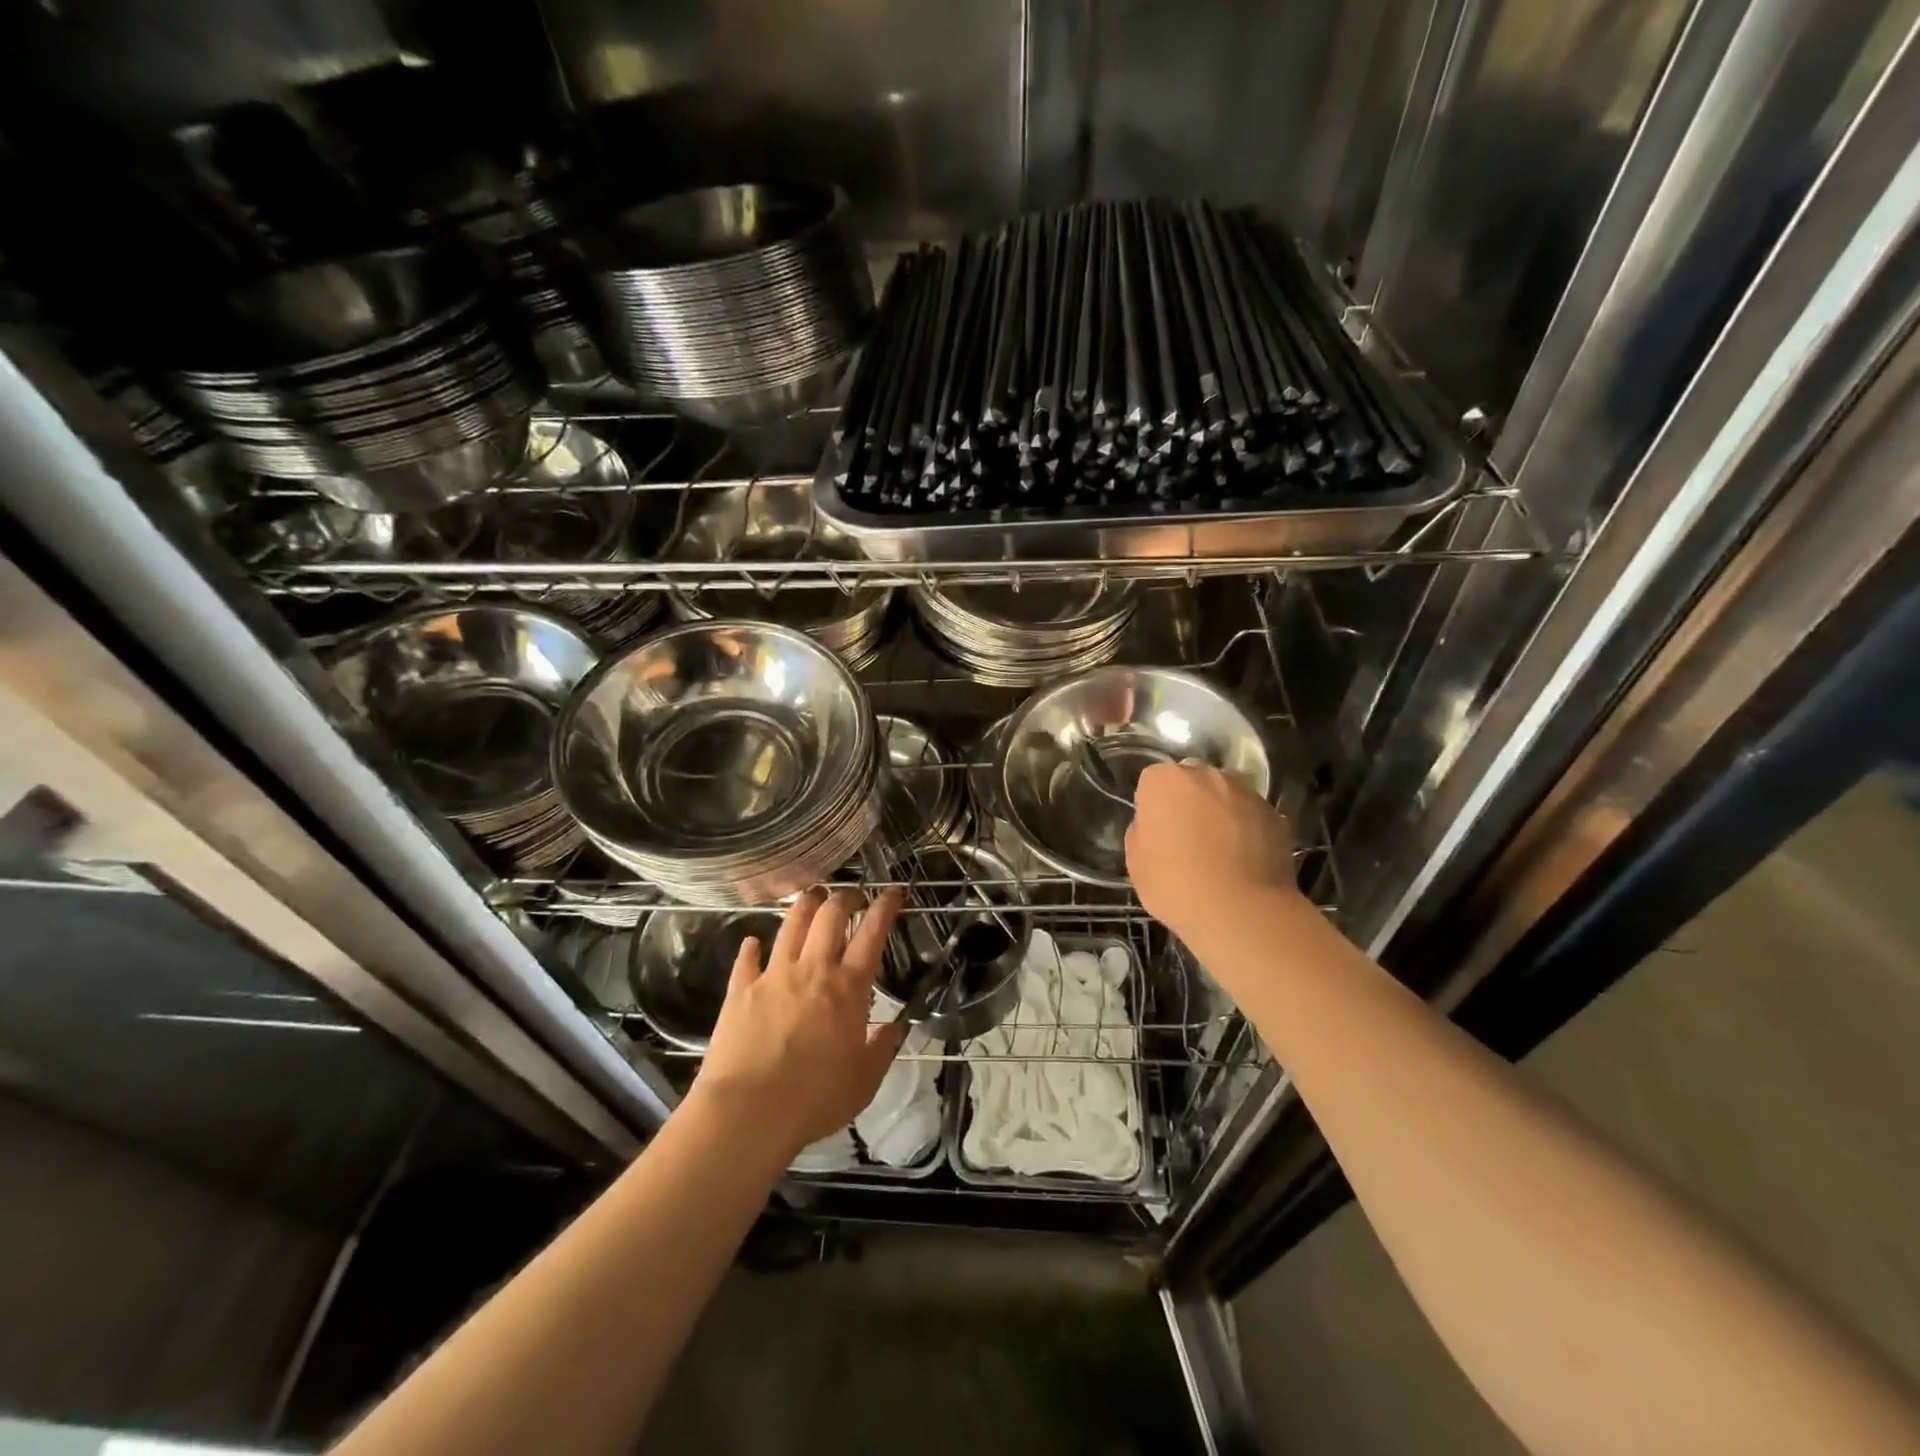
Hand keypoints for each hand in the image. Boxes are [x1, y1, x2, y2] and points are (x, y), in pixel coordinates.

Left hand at [691, 887, 905, 1159]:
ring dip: (805, 905)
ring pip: (791, 923)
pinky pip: (747, 958)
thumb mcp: (865, 1081)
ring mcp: (773, 975)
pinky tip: (753, 942)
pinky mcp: (741, 990)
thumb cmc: (816, 1099)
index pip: (872, 933)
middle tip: (852, 896)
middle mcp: (812, 969)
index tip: (893, 891)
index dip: (885, 907)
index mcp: (848, 988)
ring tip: (813, 898)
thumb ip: (882, 1048)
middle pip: (830, 915)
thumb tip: (895, 1027)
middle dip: (845, 896)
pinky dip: (752, 946)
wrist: (749, 1113)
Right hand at [1125, 761, 1300, 942]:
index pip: (1153, 781)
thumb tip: (1159, 825)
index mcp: (1165, 781)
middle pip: (1192, 781)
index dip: (1153, 807)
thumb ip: (1143, 830)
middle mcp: (1207, 775)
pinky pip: (1251, 816)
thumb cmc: (1176, 885)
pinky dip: (1247, 829)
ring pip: (1225, 795)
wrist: (1240, 911)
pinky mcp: (1275, 814)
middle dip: (1188, 801)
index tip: (1156, 833)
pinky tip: (1244, 861)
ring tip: (1220, 852)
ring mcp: (1245, 792)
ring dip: (1219, 812)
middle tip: (1186, 839)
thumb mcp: (1136, 862)